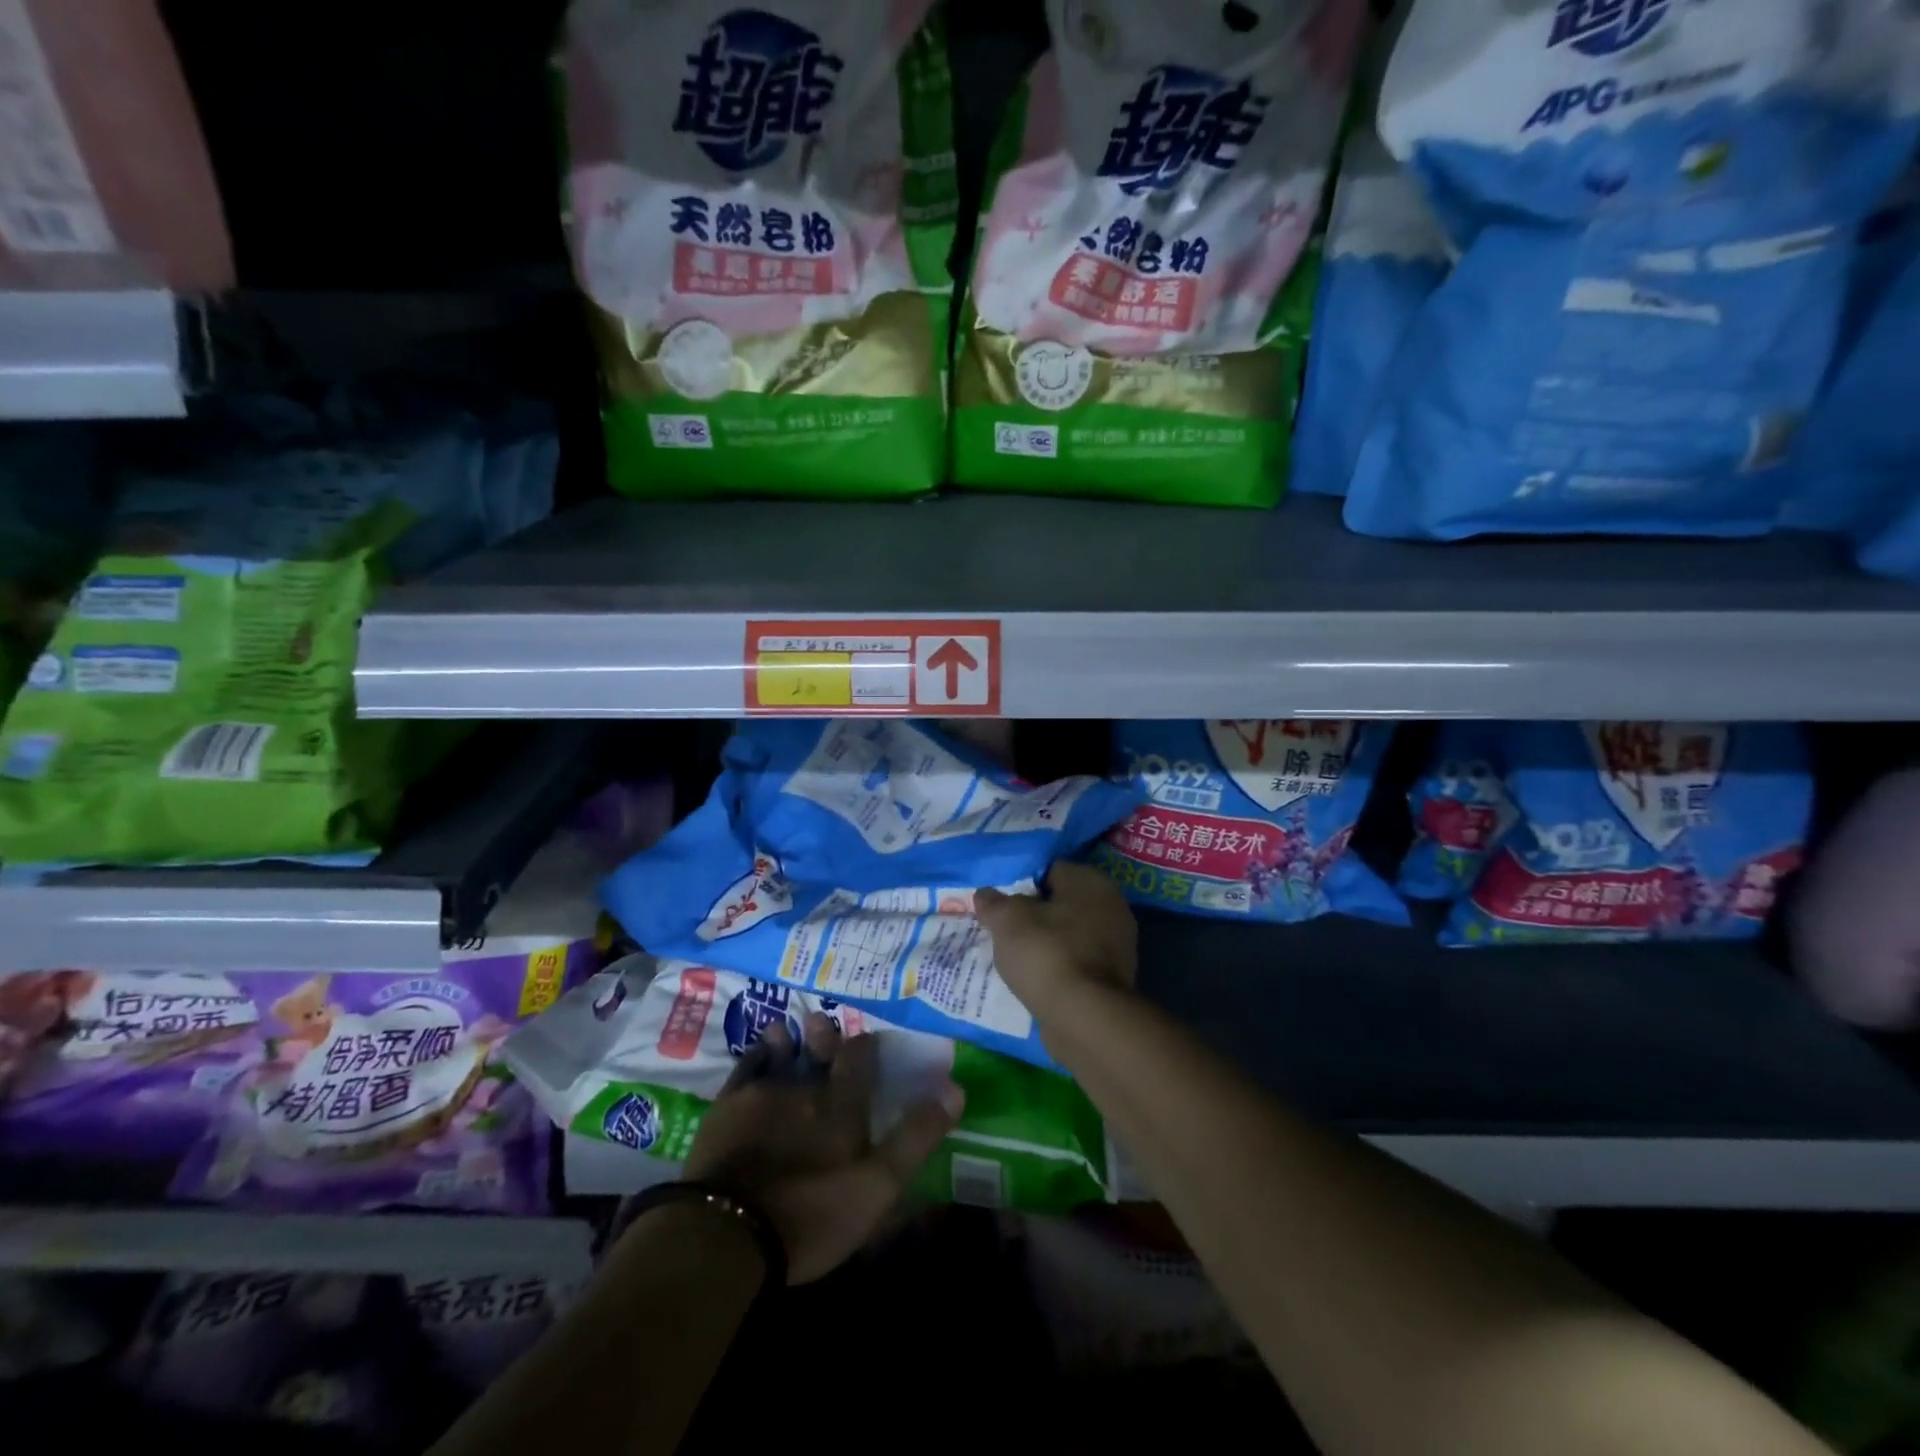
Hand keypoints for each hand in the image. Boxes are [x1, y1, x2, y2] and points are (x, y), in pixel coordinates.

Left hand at [683, 1012, 961, 1283]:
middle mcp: (805, 1087)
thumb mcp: (878, 1186)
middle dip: (823, 1036)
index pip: (860, 1059)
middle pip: (818, 1051)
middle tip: (820, 1022)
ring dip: (784, 1042)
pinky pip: (743, 1069)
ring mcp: (762, 1094)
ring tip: (780, 1030)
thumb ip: (916, 1136)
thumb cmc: (811, 1214)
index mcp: (842, 1104)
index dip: (866, 1046)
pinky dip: (752, 1057)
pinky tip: (752, 1055)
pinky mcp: (726, 1109)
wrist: (729, 1233)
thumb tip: (956, 1089)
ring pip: (779, 1055)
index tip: (869, 1040)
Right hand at [975, 862, 1138, 1021]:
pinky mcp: (1114, 976)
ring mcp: (1118, 943)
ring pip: (1070, 933)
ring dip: (1047, 941)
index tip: (1000, 903)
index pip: (1049, 869)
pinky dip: (1059, 965)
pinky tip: (1037, 977)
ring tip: (1016, 956)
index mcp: (1090, 881)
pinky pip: (1078, 960)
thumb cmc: (1046, 953)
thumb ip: (994, 902)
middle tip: (1005, 928)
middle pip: (1062, 902)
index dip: (1021, 883)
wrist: (1084, 1017)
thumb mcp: (1007, 921)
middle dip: (1034, 913)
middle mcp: (1112, 905)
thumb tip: (985, 894)